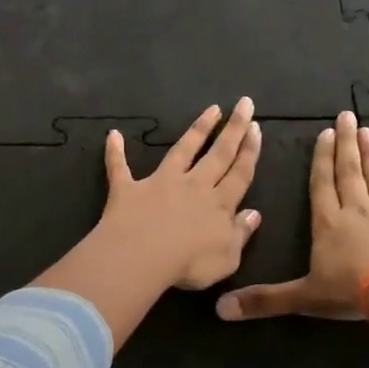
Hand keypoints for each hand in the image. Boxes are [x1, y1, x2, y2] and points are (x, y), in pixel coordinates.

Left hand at [98, 98, 263, 290]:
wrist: (143, 257)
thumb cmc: (190, 264)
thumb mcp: (228, 258)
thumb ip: (241, 233)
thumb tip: (254, 213)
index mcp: (219, 204)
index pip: (240, 173)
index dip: (250, 151)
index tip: (256, 127)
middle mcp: (193, 186)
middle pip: (219, 154)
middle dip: (234, 128)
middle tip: (244, 104)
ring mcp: (160, 183)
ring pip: (182, 150)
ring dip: (197, 129)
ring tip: (211, 109)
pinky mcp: (129, 189)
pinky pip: (120, 167)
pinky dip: (115, 152)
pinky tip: (112, 135)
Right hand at [216, 110, 368, 322]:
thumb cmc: (351, 290)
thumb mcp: (303, 297)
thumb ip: (265, 300)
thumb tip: (220, 308)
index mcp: (328, 223)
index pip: (321, 184)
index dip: (321, 159)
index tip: (324, 133)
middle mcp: (357, 212)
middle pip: (349, 172)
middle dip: (346, 144)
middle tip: (348, 116)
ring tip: (368, 133)